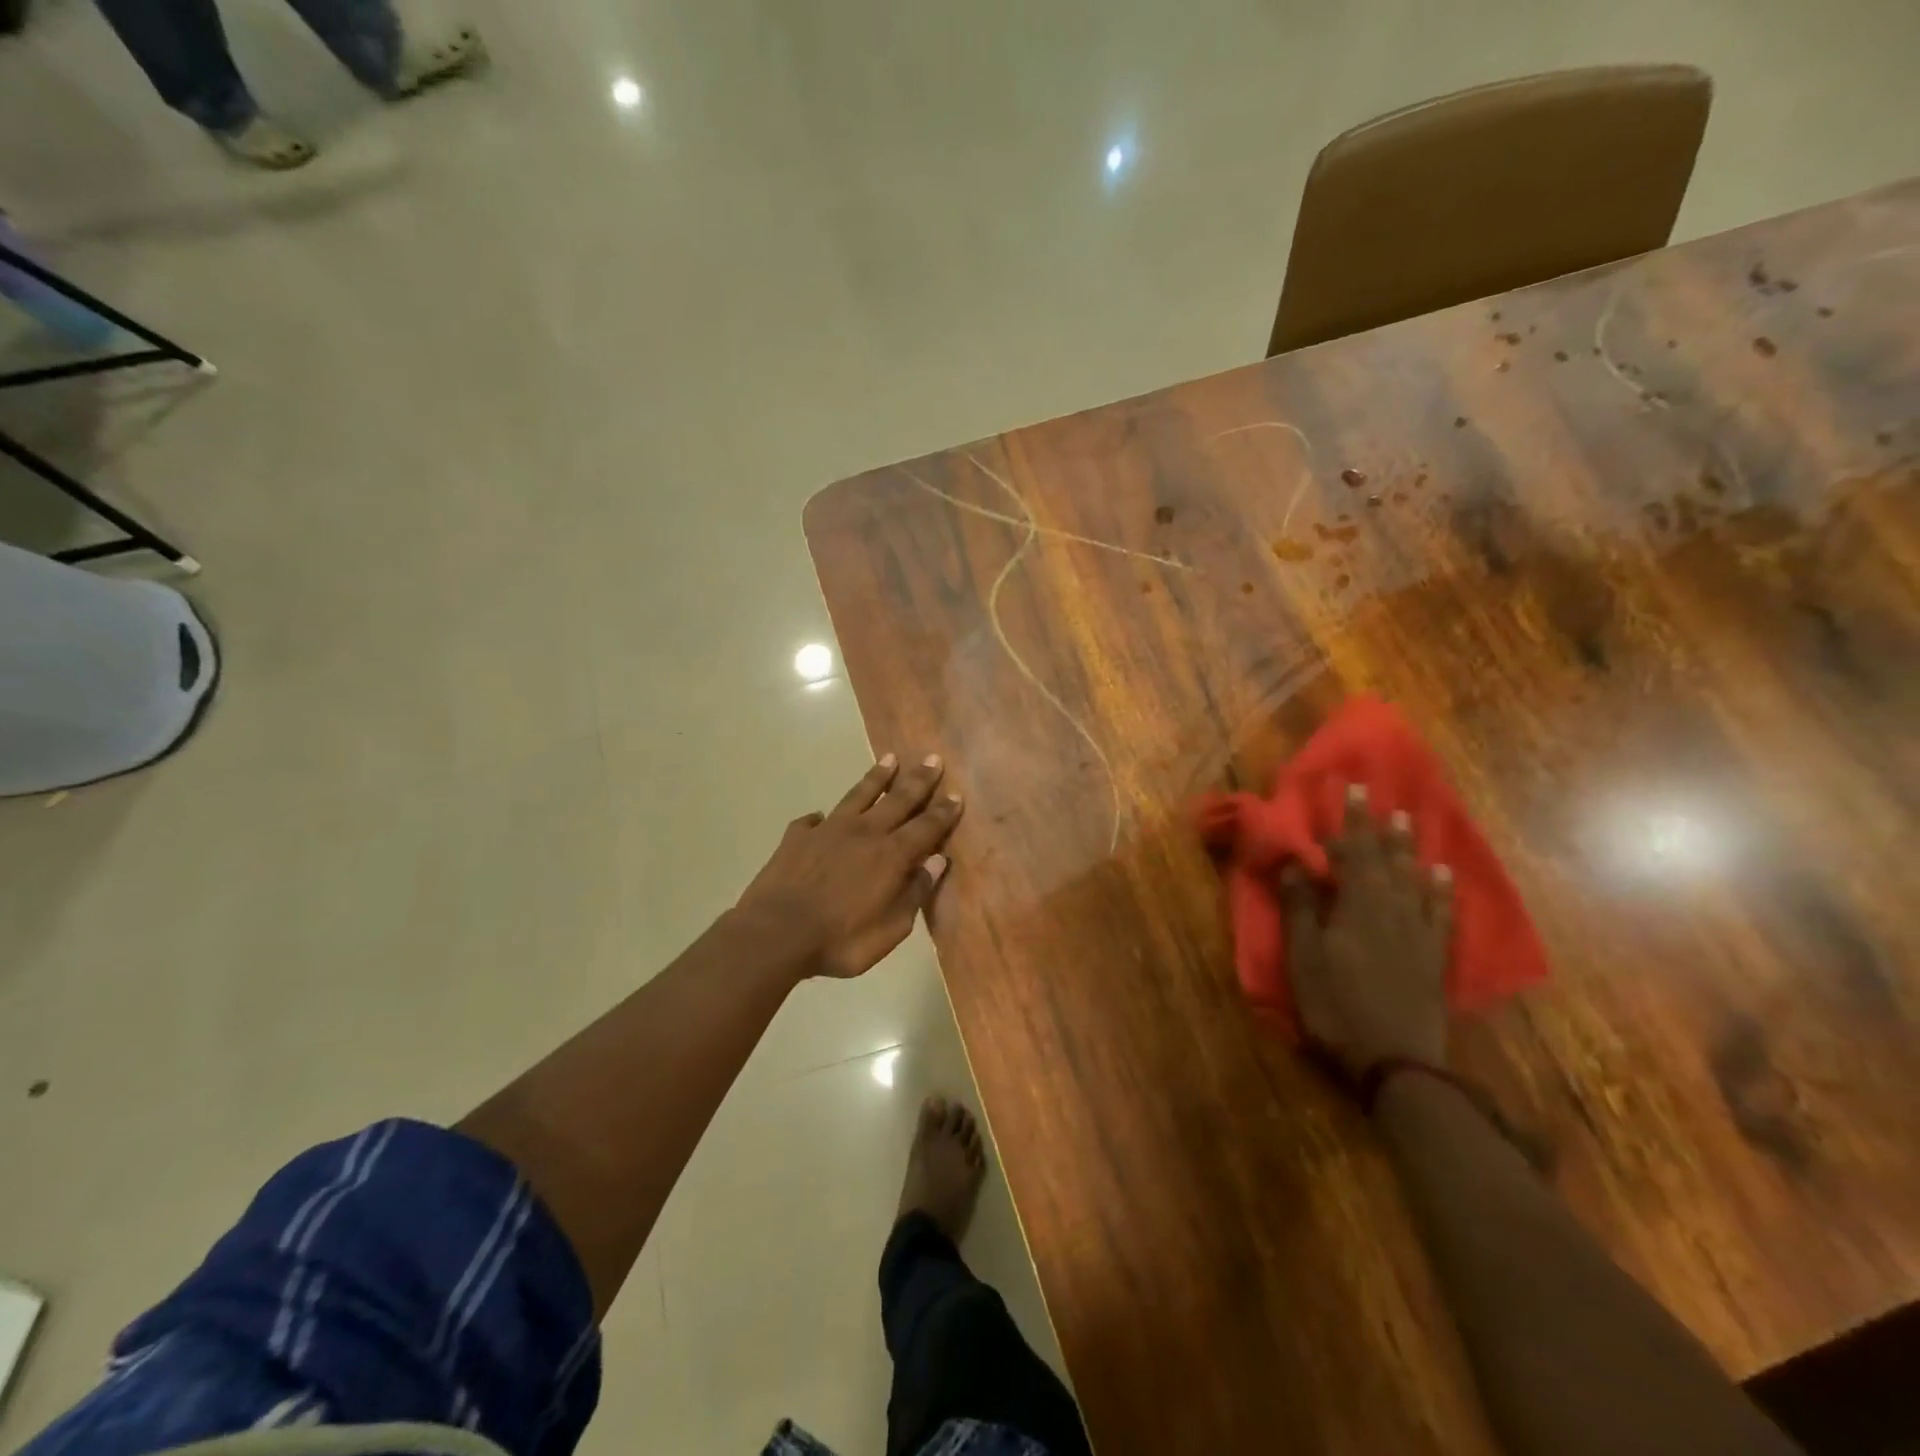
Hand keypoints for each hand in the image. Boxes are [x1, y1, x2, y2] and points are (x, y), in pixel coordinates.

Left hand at [735, 753, 962, 979]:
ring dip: (877, 777)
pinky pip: (813, 821)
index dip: (943, 811)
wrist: (776, 933)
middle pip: (898, 799)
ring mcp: (828, 830)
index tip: (956, 794)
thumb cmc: (841, 940)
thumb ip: (915, 893)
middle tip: (932, 758)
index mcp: (891, 855)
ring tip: (890, 758)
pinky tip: (821, 817)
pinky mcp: (797, 837)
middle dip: (918, 780)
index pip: (926, 826)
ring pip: (859, 795)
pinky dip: (821, 818)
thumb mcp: (891, 929)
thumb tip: (937, 861)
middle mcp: (864, 833)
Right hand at [1284, 784, 1454, 1077]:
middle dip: (1376, 825)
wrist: (1397, 1062)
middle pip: (1383, 859)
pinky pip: (1439, 912)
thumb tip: (1295, 863)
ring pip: (1412, 879)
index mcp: (1356, 907)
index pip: (1351, 854)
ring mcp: (1416, 933)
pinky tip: (1440, 874)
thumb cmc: (1337, 1007)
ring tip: (1407, 820)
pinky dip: (1439, 889)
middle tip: (1378, 793)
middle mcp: (1390, 910)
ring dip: (1407, 848)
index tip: (1350, 789)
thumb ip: (1301, 909)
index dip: (1348, 821)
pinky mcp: (1433, 956)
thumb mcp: (1304, 959)